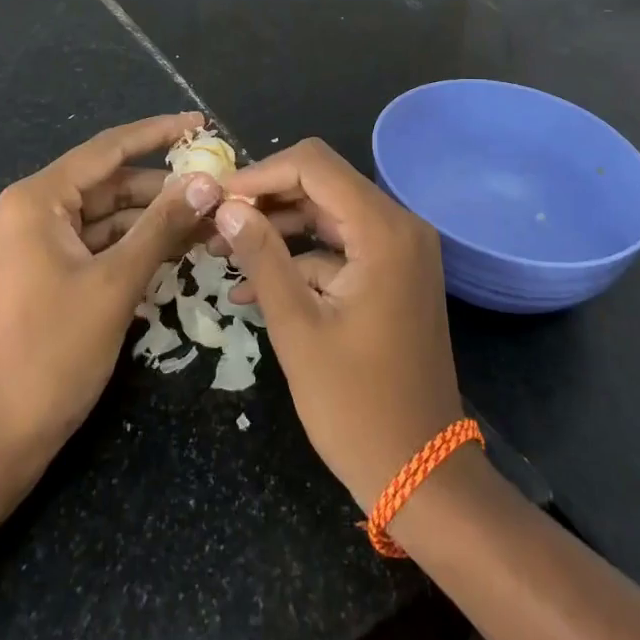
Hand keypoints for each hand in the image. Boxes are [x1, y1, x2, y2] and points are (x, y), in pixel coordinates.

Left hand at [0, 113, 221, 461]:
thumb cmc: (51, 352)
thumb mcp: (115, 283)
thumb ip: (162, 226)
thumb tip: (207, 182)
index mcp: (37, 200)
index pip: (108, 149)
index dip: (158, 133)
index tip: (200, 123)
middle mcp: (32, 211)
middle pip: (110, 182)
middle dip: (163, 187)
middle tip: (218, 187)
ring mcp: (37, 244)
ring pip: (107, 215)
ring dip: (154, 218)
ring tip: (209, 220)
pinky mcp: (47, 273)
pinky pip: (98, 244)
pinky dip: (135, 244)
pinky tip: (178, 248)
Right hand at [214, 139, 462, 511]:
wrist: (422, 474)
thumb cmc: (357, 406)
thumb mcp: (297, 328)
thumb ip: (262, 257)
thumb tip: (226, 207)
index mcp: (383, 230)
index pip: (314, 165)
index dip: (260, 174)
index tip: (218, 200)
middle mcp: (399, 226)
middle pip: (322, 183)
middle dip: (266, 198)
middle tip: (216, 223)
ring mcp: (400, 250)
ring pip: (328, 213)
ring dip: (278, 227)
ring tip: (224, 250)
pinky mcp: (393, 274)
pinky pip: (340, 247)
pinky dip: (300, 257)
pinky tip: (253, 285)